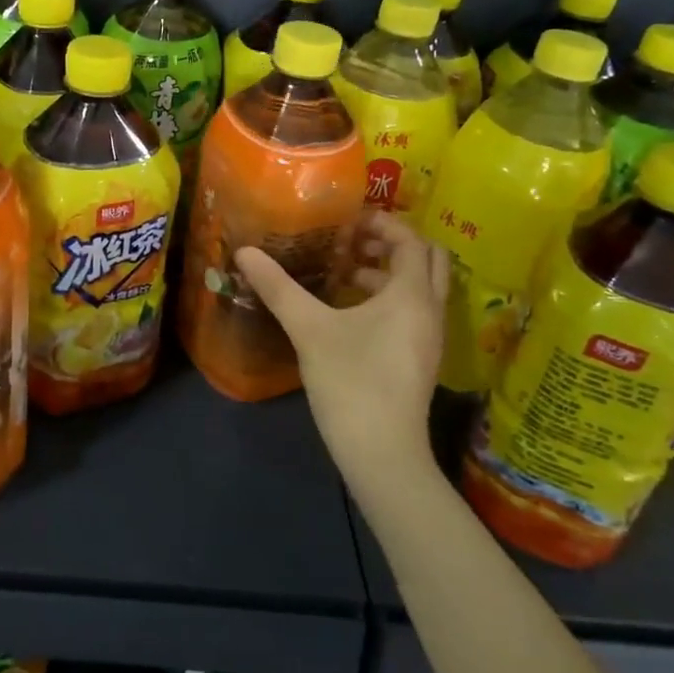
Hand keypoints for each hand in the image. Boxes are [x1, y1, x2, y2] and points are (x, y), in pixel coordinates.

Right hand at [236, 212, 448, 496]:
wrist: (382, 454)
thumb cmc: (350, 382)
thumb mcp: (309, 329)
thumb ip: (278, 287)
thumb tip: (244, 252)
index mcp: (411, 295)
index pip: (411, 240)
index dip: (383, 223)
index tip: (348, 219)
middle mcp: (429, 310)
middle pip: (427, 260)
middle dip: (392, 243)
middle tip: (352, 240)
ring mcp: (429, 337)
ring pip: (420, 287)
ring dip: (389, 271)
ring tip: (344, 271)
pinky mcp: (420, 359)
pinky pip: (413, 310)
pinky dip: (390, 297)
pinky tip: (350, 311)